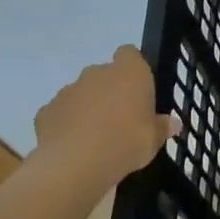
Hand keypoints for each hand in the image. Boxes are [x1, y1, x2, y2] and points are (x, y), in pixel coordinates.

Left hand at [32, 46, 178, 181]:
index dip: (133, 68)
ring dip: (87, 107)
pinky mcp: (46, 110)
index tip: (138, 90)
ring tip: (95, 137)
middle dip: (110, 91)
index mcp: (129, 72)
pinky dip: (66, 124)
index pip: (130, 54)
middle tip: (120, 119)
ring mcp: (68, 90)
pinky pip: (61, 113)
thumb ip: (162, 128)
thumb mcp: (154, 140)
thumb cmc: (126, 142)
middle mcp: (97, 73)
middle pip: (105, 74)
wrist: (75, 164)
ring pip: (81, 93)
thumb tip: (173, 124)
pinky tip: (74, 146)